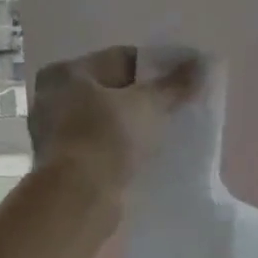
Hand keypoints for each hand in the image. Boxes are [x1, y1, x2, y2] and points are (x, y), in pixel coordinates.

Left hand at [29, 46, 200, 195]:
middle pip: (112, 89)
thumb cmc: (108, 138)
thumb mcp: (148, 105)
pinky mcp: (64, 165)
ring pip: (107, 120)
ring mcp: (55, 134)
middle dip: (145, 97)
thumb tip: (204, 63)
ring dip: (134, 124)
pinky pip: (102, 146)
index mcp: (66, 72)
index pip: (120, 58)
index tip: (183, 79)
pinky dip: (123, 146)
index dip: (156, 67)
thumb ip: (176, 84)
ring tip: (167, 131)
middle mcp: (53, 98)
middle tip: (178, 105)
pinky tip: (147, 154)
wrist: (79, 198)